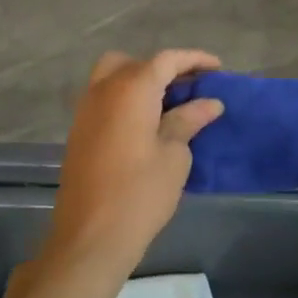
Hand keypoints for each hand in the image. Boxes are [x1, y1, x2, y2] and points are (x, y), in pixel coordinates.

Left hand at [47, 49, 223, 277]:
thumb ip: (188, 120)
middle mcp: (104, 89)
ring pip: (114, 77)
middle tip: (190, 87)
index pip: (166, 60)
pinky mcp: (79, 132)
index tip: (218, 69)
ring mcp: (86, 110)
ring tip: (170, 104)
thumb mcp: (174, 155)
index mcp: (131, 88)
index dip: (194, 59)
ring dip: (142, 82)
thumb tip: (209, 103)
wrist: (90, 238)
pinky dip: (126, 98)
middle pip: (135, 63)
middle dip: (163, 68)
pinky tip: (147, 123)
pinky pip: (105, 98)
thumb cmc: (140, 193)